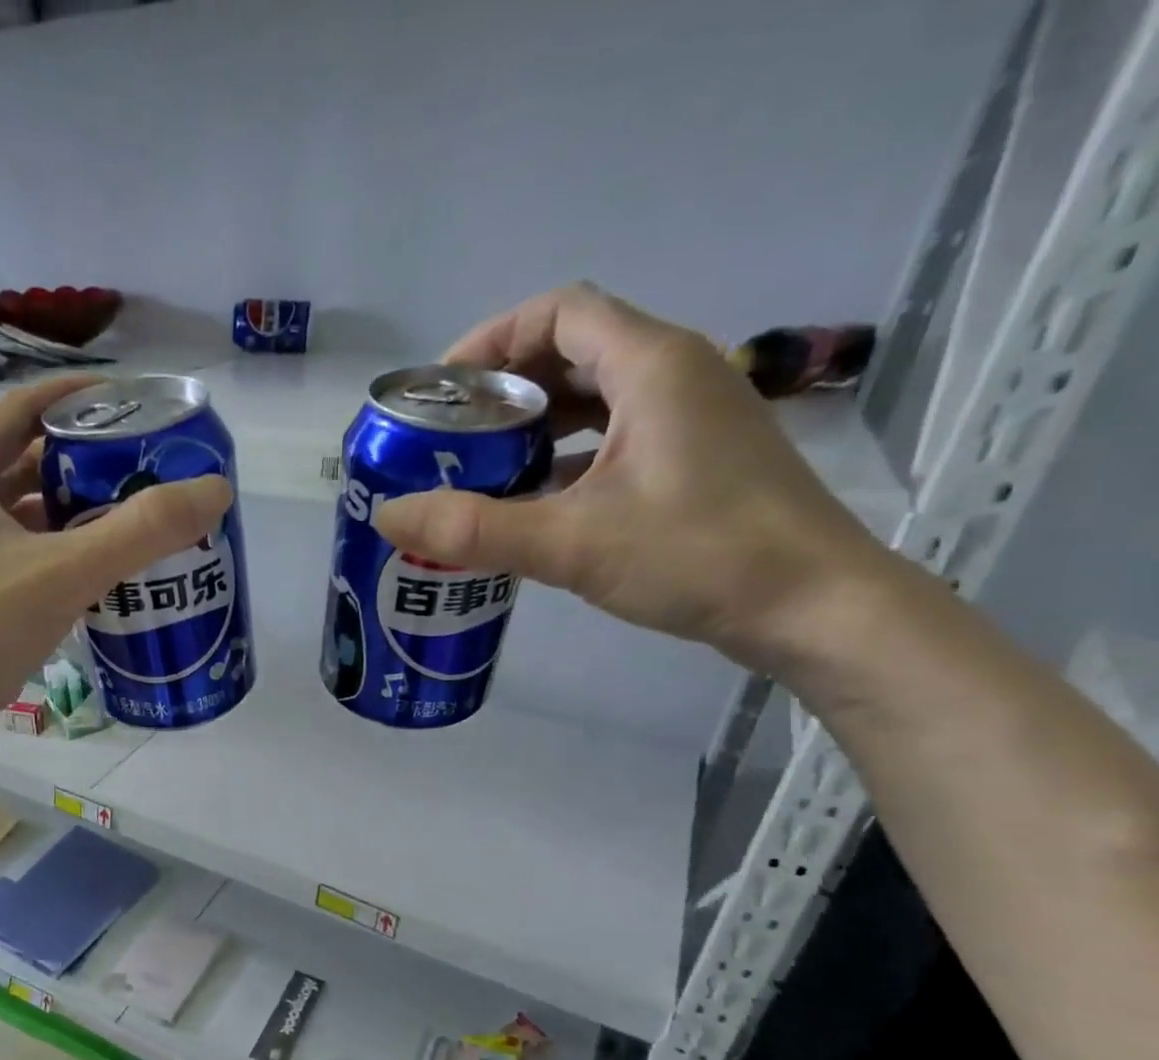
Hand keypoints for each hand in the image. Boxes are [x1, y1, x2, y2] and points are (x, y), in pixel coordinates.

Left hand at [0, 375, 231, 723]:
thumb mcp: (64, 573)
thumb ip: (142, 532)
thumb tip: (215, 489)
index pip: (24, 409)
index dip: (80, 400)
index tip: (135, 405)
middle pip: (27, 464)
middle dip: (88, 465)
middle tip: (149, 474)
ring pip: (24, 517)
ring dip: (75, 516)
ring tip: (136, 524)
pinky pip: (18, 558)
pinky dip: (58, 557)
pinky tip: (99, 578)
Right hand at [372, 283, 892, 669]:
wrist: (814, 607)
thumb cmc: (700, 557)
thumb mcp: (572, 544)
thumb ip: (473, 531)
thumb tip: (387, 515)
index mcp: (651, 365)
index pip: (558, 311)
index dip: (491, 340)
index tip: (442, 392)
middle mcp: (674, 374)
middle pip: (572, 351)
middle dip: (504, 388)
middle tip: (450, 437)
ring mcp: (690, 418)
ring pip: (595, 397)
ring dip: (533, 425)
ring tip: (479, 469)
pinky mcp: (694, 459)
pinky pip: (613, 437)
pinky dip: (565, 457)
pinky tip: (532, 503)